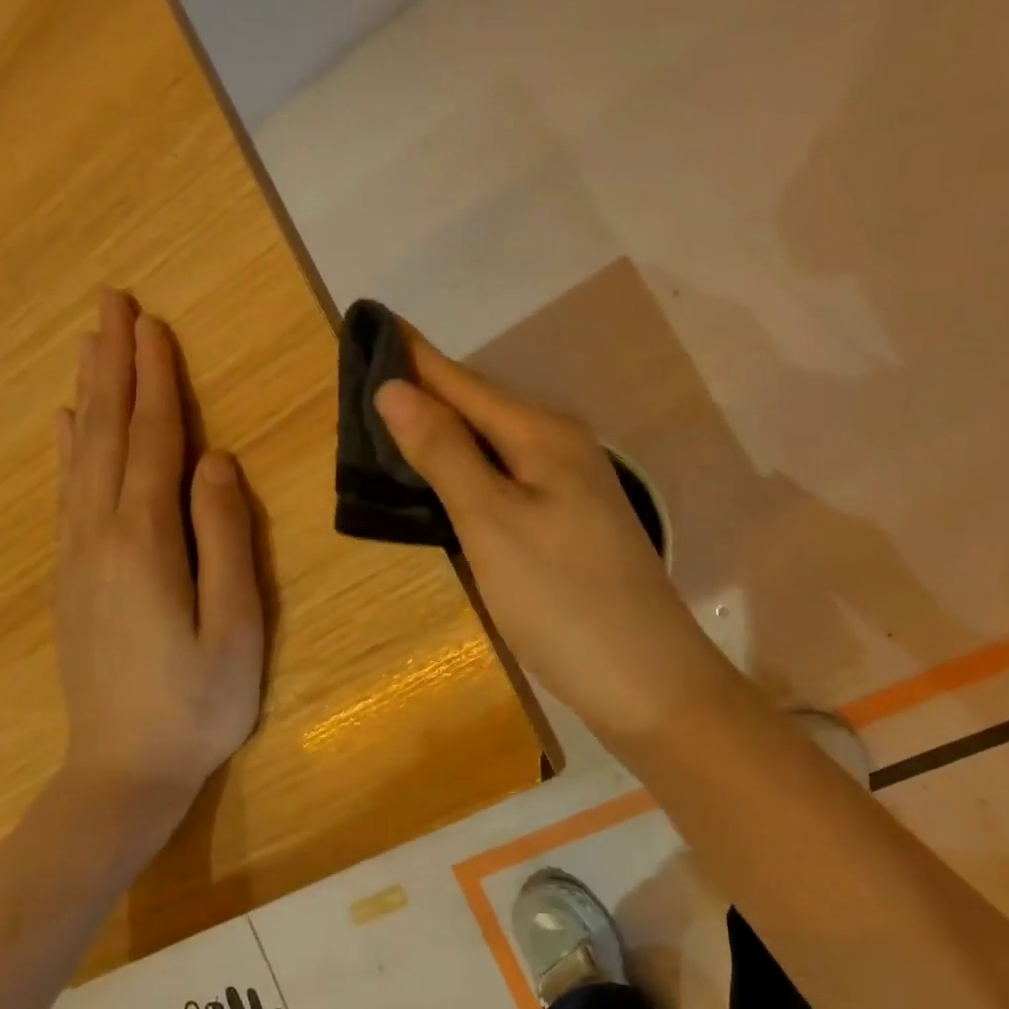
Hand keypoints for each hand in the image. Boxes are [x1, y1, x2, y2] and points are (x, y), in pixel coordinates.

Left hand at [54, 289, 264, 825]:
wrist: (122, 773)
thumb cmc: (198, 701)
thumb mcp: (235, 625)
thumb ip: (224, 537)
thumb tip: (216, 461)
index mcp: (145, 541)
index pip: (154, 442)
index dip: (156, 381)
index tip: (153, 326)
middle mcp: (100, 535)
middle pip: (109, 434)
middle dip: (114, 366)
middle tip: (112, 305)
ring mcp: (77, 555)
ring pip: (81, 456)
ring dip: (91, 394)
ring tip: (90, 345)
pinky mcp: (71, 577)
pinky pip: (65, 493)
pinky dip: (67, 448)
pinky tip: (66, 424)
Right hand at [373, 326, 749, 744]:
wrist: (647, 684)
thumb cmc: (563, 600)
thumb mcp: (492, 522)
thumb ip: (444, 453)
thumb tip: (395, 389)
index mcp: (544, 435)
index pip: (462, 381)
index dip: (412, 357)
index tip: (368, 324)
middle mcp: (561, 449)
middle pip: (479, 408)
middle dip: (424, 392)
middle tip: (361, 382)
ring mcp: (568, 490)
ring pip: (491, 446)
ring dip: (442, 434)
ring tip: (385, 425)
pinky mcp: (566, 527)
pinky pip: (504, 481)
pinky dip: (465, 474)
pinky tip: (439, 482)